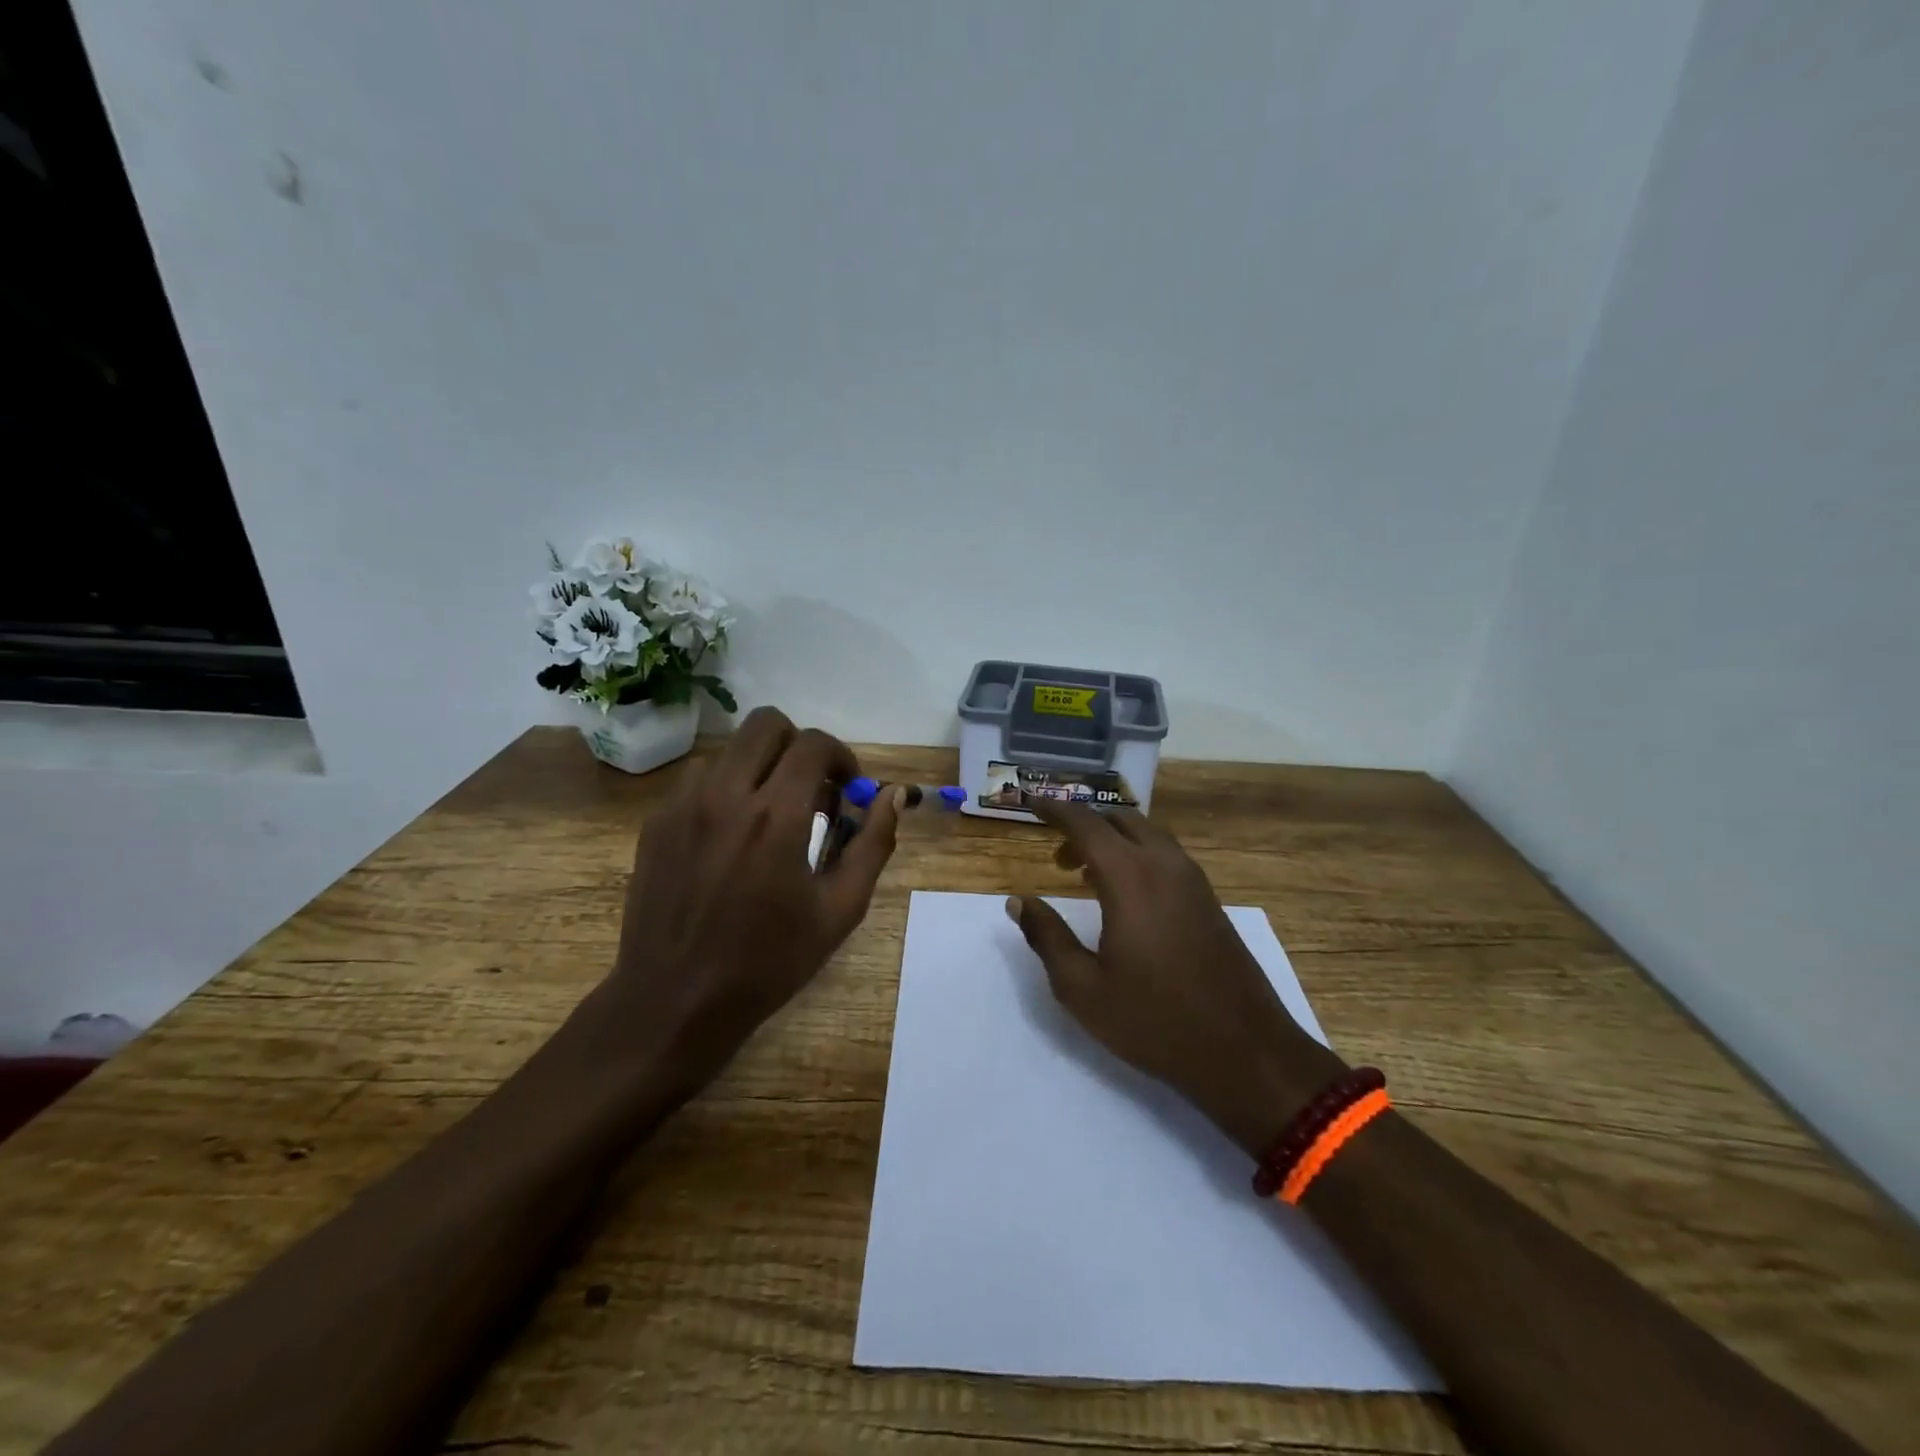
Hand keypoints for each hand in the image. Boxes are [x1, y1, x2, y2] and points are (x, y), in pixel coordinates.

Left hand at [606, 707, 902, 1085]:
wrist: (676, 1001)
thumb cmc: (769, 961)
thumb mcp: (840, 909)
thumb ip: (873, 844)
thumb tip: (893, 796)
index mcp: (777, 816)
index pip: (814, 743)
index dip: (840, 756)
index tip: (847, 787)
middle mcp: (726, 795)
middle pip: (766, 724)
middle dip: (798, 745)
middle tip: (810, 788)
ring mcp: (683, 805)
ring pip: (730, 750)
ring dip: (759, 767)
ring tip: (768, 814)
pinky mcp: (656, 822)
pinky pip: (697, 779)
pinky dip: (724, 788)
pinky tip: (730, 834)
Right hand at [1008, 801, 1343, 1157]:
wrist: (1246, 1052)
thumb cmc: (1154, 1020)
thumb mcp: (1082, 988)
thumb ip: (1047, 937)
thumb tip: (1019, 902)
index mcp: (1131, 877)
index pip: (1086, 824)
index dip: (1054, 809)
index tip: (1029, 802)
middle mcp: (1164, 865)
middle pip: (1120, 819)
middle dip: (1084, 825)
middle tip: (1056, 857)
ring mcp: (1193, 881)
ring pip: (1147, 835)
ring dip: (1113, 841)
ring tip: (1084, 875)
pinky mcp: (1210, 900)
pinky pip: (1166, 856)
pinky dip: (1137, 856)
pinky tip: (1125, 896)